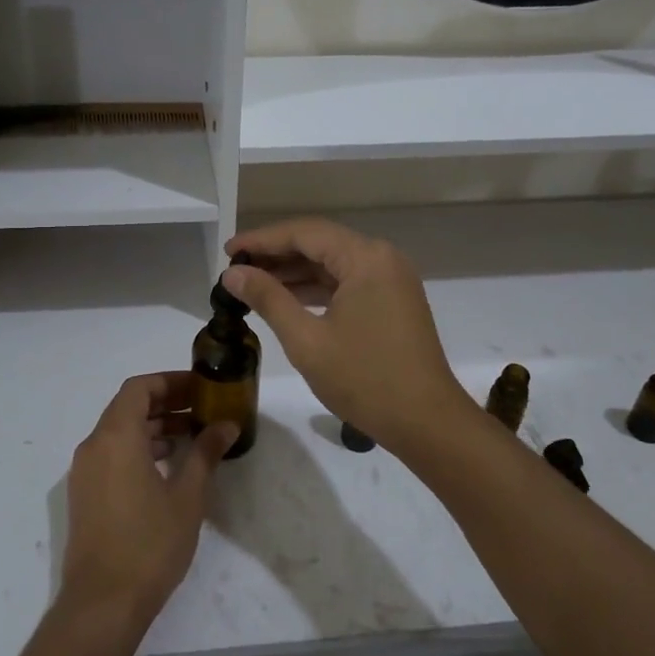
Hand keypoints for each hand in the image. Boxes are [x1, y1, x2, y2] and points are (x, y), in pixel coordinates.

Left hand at [59, 373, 239, 639]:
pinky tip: (168, 467)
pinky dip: (139, 449)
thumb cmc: (149, 543)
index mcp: (115, 437)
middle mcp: (93, 446)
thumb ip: (206, 453)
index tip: (200, 387)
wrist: (103, 603)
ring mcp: (85, 472)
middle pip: (128, 407)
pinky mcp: (85, 495)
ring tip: (191, 437)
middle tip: (202, 409)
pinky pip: (112, 455)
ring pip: (119, 432)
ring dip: (153, 427)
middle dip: (166, 403)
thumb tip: (226, 425)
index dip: (170, 381)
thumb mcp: (188, 496)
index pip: (139, 388)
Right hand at [224, 218, 474, 458]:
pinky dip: (317, 289)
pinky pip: (348, 283)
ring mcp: (391, 280)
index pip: (304, 233)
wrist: (427, 422)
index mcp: (365, 258)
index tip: (227, 251)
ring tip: (253, 284)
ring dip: (295, 272)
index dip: (262, 240)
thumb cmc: (365, 379)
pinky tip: (287, 300)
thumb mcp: (307, 340)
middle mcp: (382, 258)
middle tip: (235, 269)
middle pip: (320, 243)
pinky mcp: (393, 301)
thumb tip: (232, 273)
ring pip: (334, 264)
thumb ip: (268, 299)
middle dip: (277, 255)